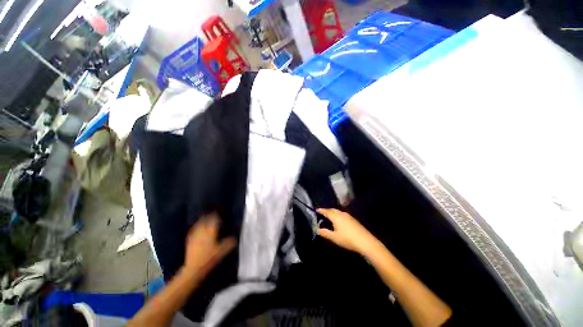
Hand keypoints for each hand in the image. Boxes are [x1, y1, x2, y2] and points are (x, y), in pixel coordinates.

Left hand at [183, 213, 235, 277]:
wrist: (193, 268)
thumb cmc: (209, 258)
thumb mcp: (222, 251)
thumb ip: (229, 242)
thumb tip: (234, 238)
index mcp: (211, 231)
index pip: (213, 219)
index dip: (216, 214)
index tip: (218, 210)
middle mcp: (202, 231)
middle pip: (205, 219)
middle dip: (208, 215)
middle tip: (212, 212)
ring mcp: (195, 235)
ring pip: (199, 224)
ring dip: (202, 219)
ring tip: (205, 217)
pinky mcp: (189, 241)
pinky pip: (193, 230)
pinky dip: (196, 227)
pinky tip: (197, 227)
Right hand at [317, 208, 377, 254]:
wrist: (365, 241)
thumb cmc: (348, 239)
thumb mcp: (334, 237)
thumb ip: (325, 233)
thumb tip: (317, 230)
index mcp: (336, 217)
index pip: (326, 211)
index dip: (321, 210)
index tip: (316, 209)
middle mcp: (342, 214)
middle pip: (332, 210)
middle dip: (327, 210)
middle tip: (322, 213)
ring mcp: (348, 216)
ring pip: (338, 211)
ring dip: (332, 212)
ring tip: (329, 216)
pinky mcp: (353, 219)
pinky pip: (342, 214)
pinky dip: (338, 215)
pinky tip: (338, 221)